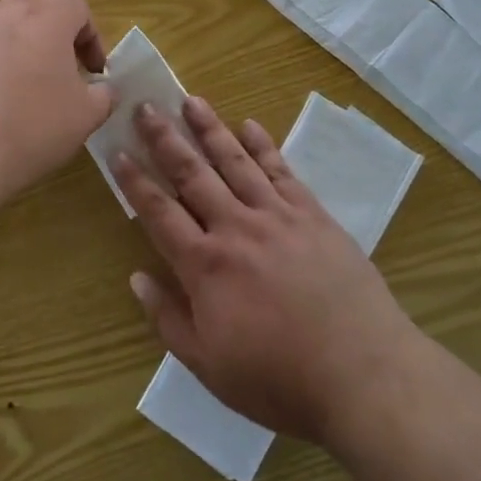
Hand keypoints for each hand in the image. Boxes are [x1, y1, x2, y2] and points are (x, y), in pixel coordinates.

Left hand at [0, 0, 114, 207]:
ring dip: (16, 43)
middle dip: (50, 29)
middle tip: (57, 67)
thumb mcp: (85, 118)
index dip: (91, 36)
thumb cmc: (30, 130)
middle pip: (33, 4)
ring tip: (20, 85)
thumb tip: (102, 89)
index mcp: (46, 21)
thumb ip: (103, 95)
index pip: (76, 5)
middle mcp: (4, 16)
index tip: (93, 72)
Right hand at [115, 96, 421, 447]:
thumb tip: (136, 279)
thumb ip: (168, 319)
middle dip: (165, 139)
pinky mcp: (312, 214)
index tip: (119, 152)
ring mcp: (276, 216)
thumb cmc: (279, 380)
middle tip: (146, 108)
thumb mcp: (210, 367)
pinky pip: (281, 171)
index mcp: (205, 265)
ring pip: (235, 161)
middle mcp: (235, 228)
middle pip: (192, 174)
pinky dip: (263, 146)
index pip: (159, 212)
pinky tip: (250, 125)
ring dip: (209, 129)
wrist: (362, 373)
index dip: (136, 181)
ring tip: (190, 100)